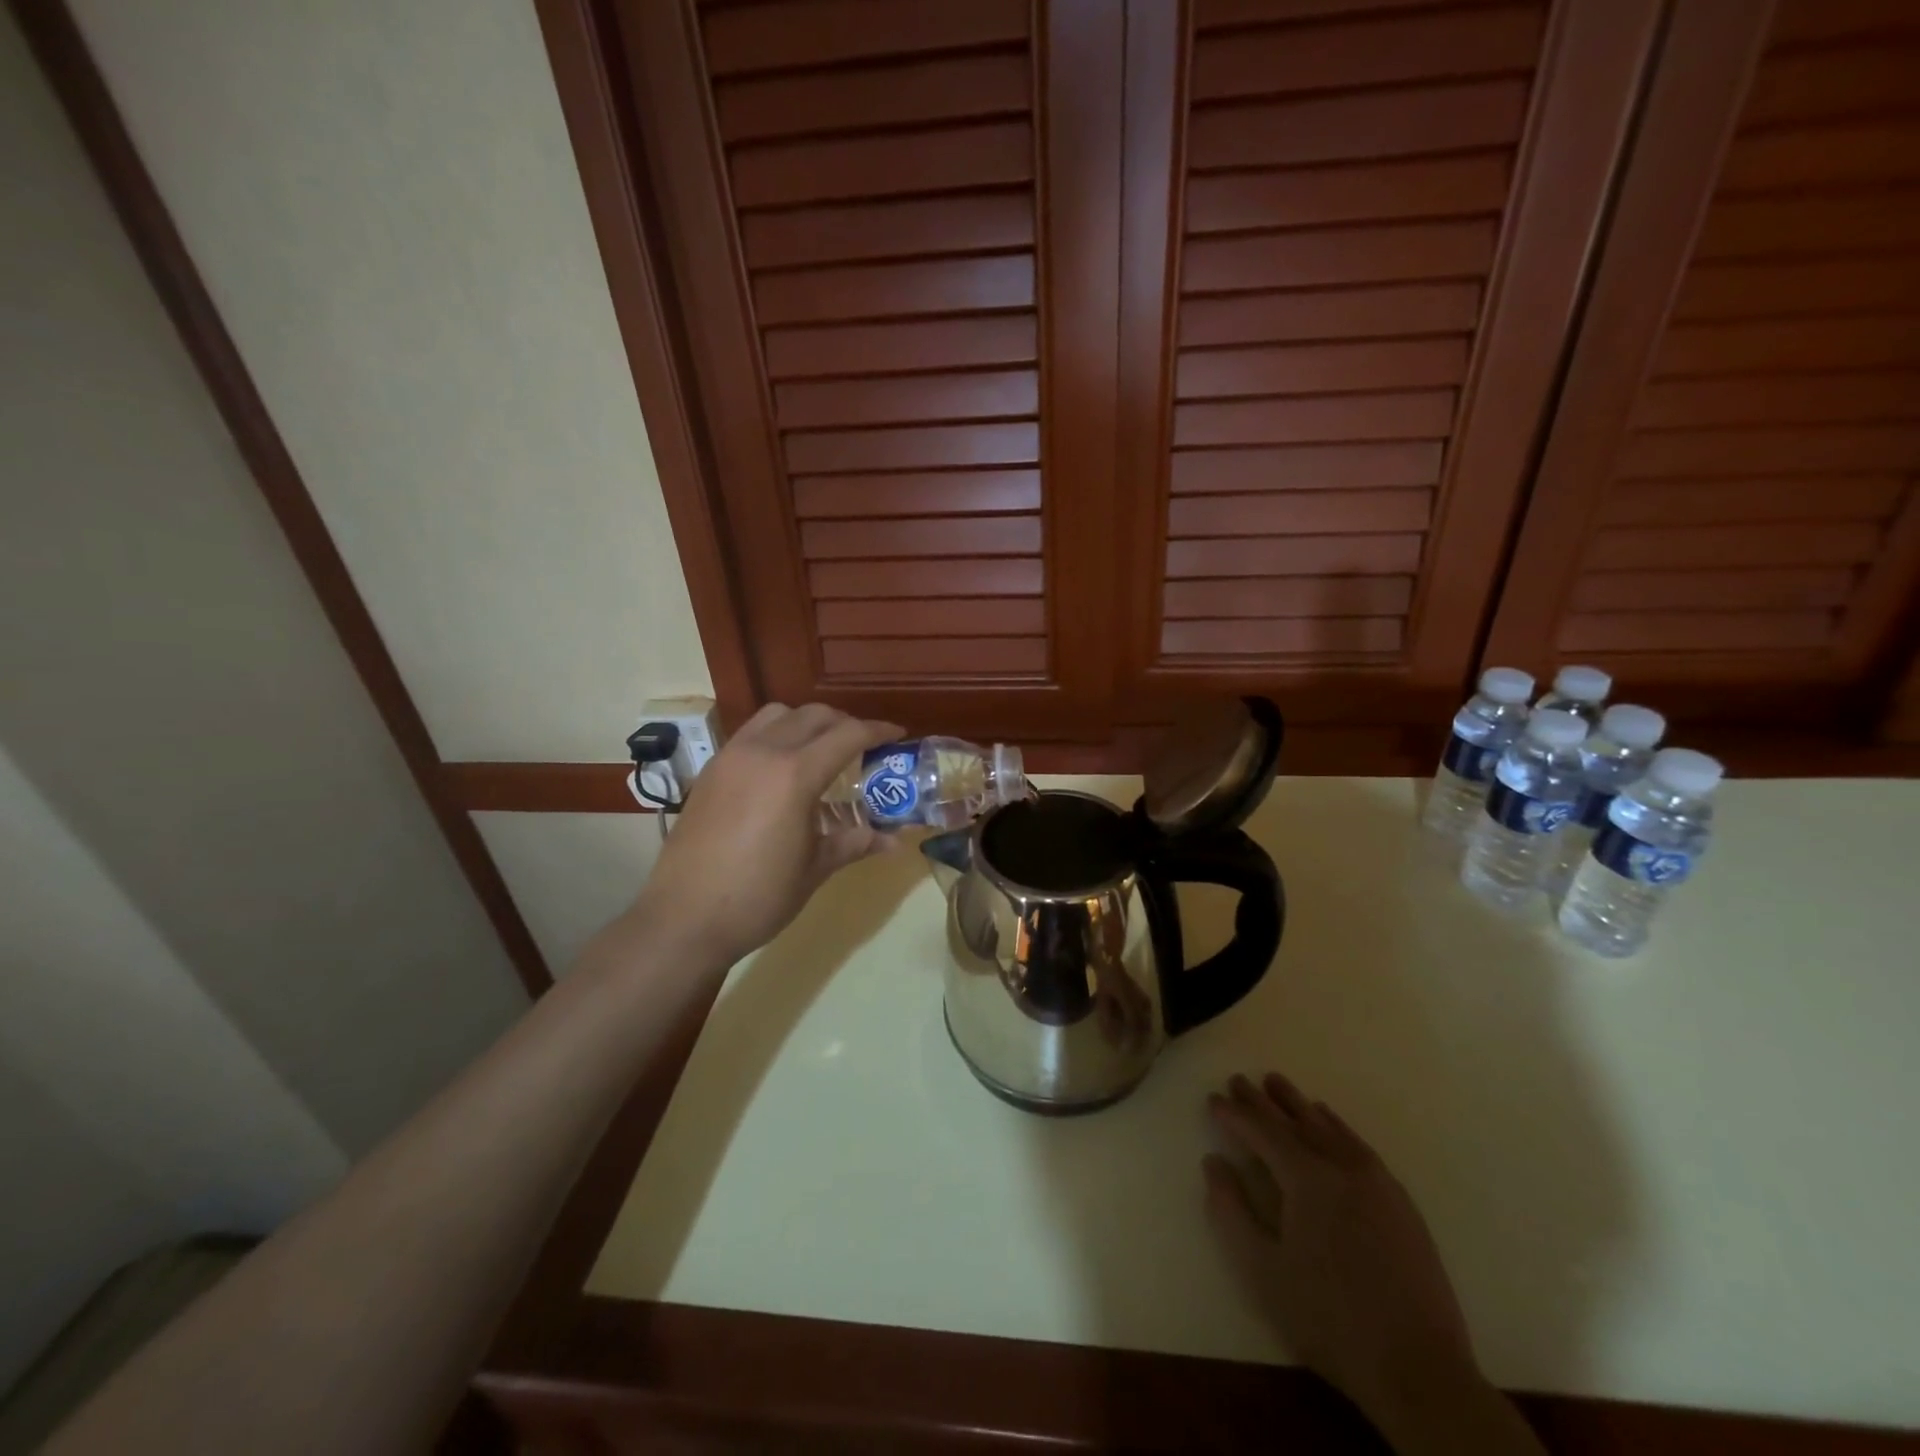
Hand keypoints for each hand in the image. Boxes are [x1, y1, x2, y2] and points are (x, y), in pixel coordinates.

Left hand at [637, 703, 902, 964]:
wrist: (684, 919)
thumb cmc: (758, 897)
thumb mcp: (814, 869)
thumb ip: (854, 843)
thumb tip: (894, 841)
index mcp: (794, 775)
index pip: (847, 735)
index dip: (878, 731)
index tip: (898, 735)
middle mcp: (762, 752)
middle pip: (814, 715)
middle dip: (845, 723)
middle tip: (864, 746)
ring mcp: (731, 757)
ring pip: (777, 715)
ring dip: (807, 722)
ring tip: (821, 751)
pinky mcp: (711, 771)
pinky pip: (751, 734)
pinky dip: (776, 735)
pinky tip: (782, 770)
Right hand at [1204, 1074, 1540, 1453]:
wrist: (1420, 1371)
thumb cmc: (1329, 1319)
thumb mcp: (1262, 1269)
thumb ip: (1231, 1210)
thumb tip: (1214, 1161)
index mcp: (1307, 1179)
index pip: (1262, 1132)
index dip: (1234, 1114)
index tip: (1213, 1099)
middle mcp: (1342, 1166)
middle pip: (1295, 1121)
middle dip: (1262, 1101)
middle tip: (1238, 1080)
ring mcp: (1376, 1181)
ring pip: (1328, 1127)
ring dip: (1298, 1104)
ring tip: (1277, 1083)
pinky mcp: (1399, 1201)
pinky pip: (1358, 1145)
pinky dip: (1335, 1125)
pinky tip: (1327, 1120)